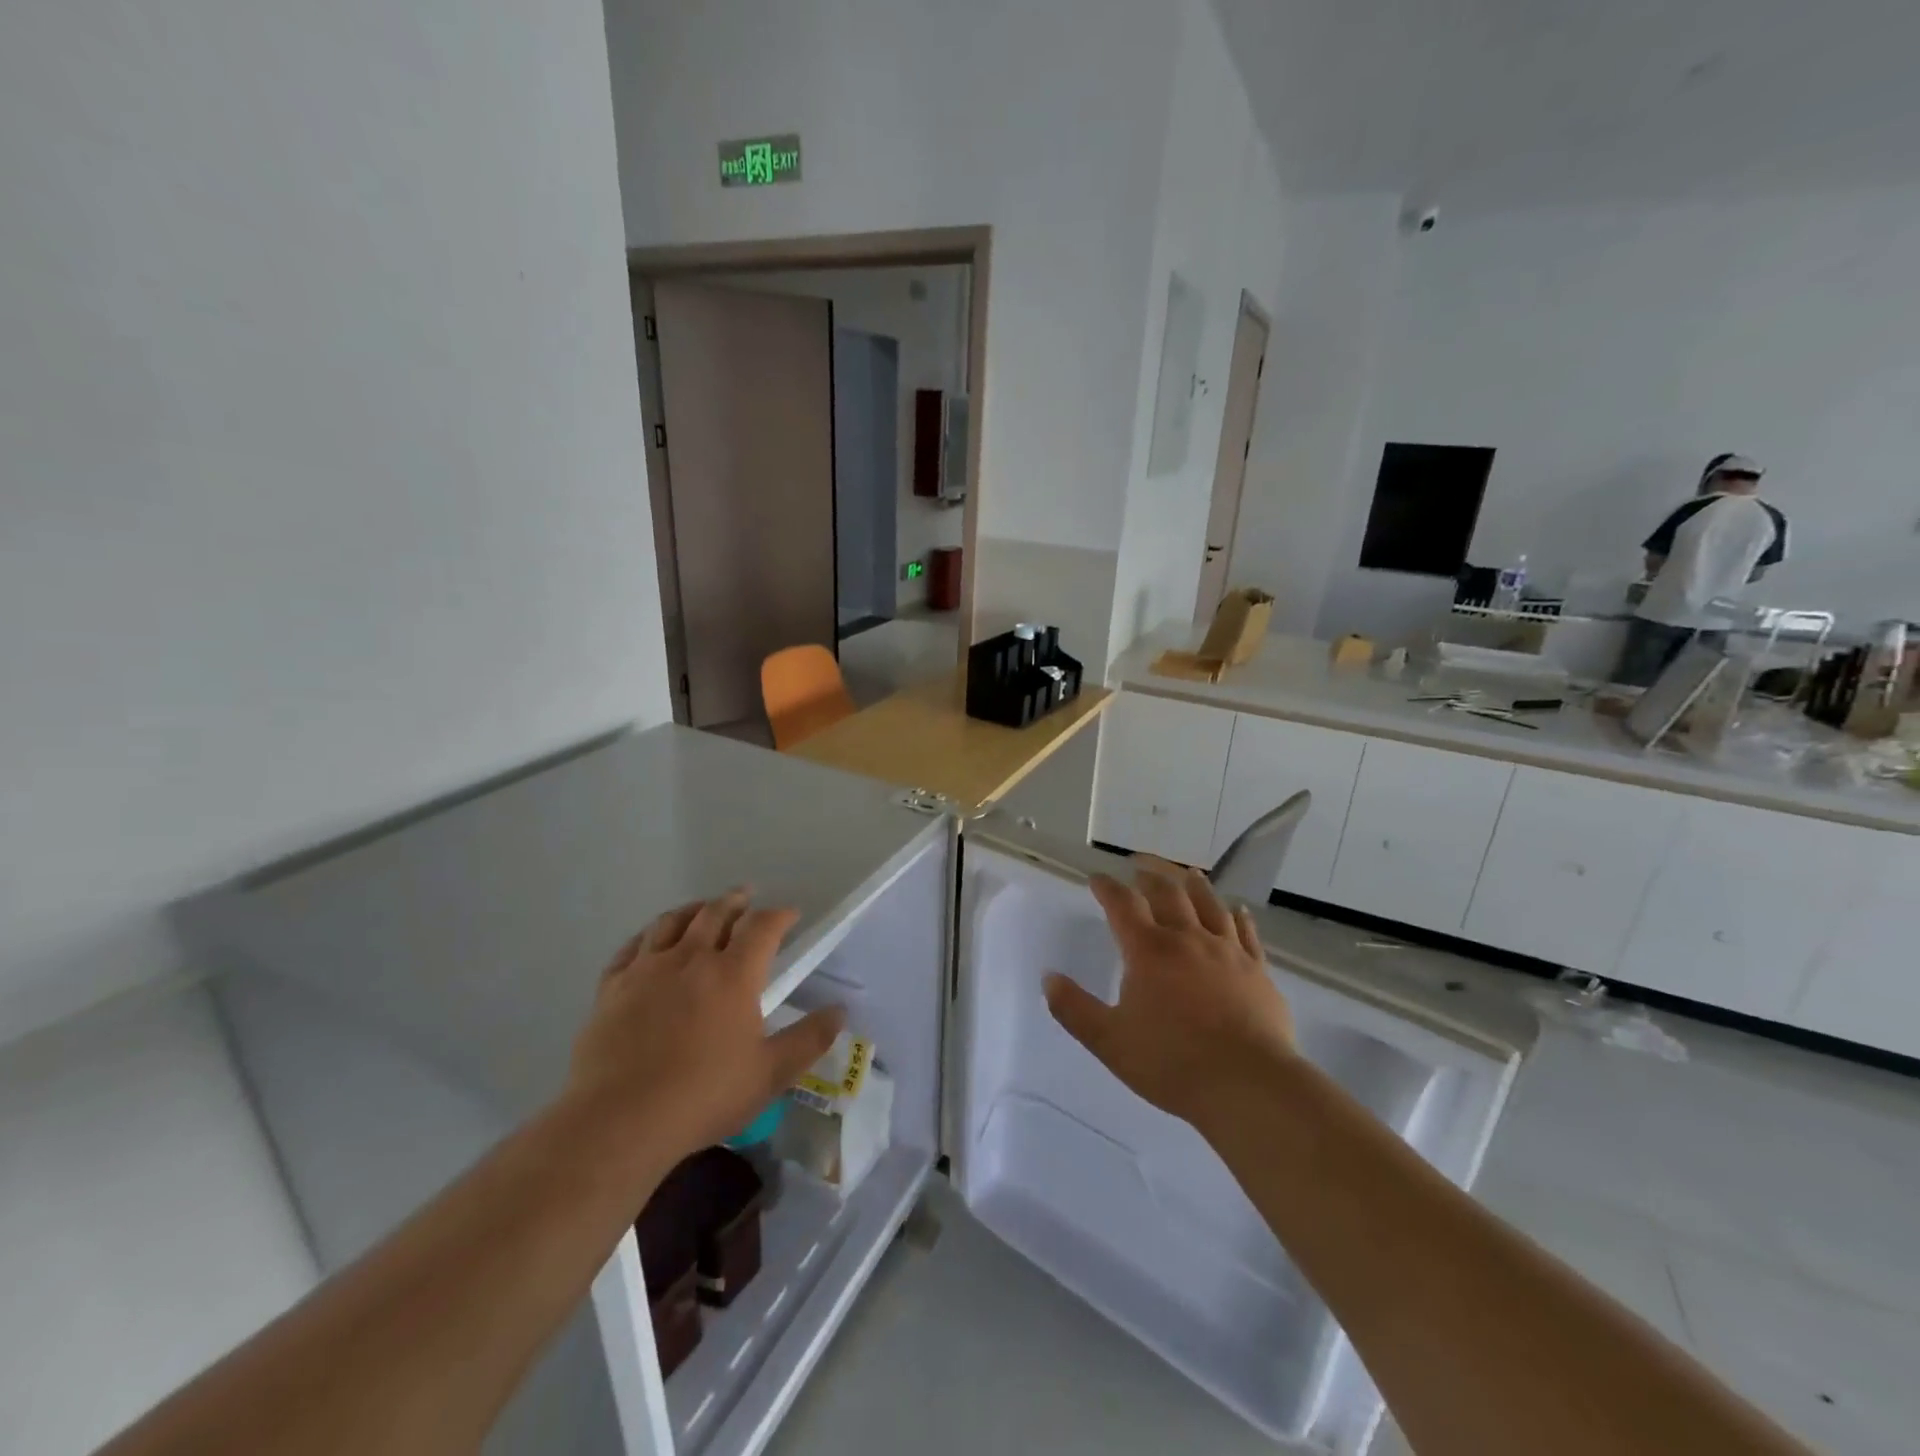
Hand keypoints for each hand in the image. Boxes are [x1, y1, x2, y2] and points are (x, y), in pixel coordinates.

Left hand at [567, 889, 844, 1161]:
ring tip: (701, 909)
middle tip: (746, 897)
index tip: (790, 914)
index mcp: (733, 974)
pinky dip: (647, 936)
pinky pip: (631, 948)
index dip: (779, 915)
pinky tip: (649, 941)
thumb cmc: (704, 1095)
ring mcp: (647, 970)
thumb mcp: (770, 1074)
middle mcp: (691, 958)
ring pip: (671, 922)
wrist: (619, 1120)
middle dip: (735, 901)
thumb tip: (839, 1011)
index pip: (762, 926)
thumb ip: (809, 1040)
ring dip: (692, 909)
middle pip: (715, 912)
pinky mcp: (611, 988)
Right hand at [1045, 862, 1295, 1129]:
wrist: (1248, 1085)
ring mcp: (1227, 952)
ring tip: (1187, 874)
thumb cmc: (1172, 1063)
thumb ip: (1074, 1009)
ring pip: (1210, 904)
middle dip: (1150, 876)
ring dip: (1194, 885)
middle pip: (1168, 893)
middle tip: (1140, 867)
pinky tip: (1237, 910)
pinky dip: (1238, 916)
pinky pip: (1247, 933)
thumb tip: (1048, 978)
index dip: (1107, 887)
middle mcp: (1188, 939)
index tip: (1097, 878)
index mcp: (1148, 951)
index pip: (1123, 904)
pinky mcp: (1257, 970)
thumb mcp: (1109, 1041)